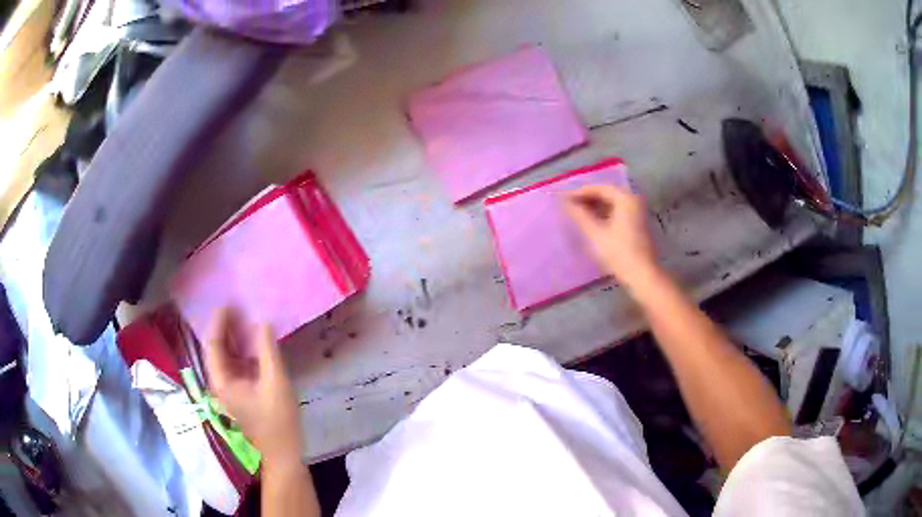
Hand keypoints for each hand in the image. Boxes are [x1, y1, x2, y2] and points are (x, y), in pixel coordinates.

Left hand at [205, 308, 302, 467]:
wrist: (282, 454)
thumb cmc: (277, 420)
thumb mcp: (275, 383)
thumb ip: (267, 351)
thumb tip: (262, 323)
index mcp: (222, 381)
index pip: (213, 345)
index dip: (219, 323)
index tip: (229, 303)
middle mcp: (220, 383)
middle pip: (217, 350)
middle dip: (225, 328)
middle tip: (239, 307)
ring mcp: (230, 390)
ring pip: (226, 358)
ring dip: (234, 339)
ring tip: (246, 319)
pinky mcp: (240, 395)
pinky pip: (236, 367)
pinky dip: (243, 352)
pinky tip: (255, 344)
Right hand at [565, 184, 660, 291]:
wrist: (642, 275)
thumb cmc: (618, 253)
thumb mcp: (595, 233)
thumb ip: (579, 215)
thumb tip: (565, 203)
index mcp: (625, 198)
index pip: (599, 188)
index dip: (580, 193)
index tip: (564, 200)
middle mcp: (633, 201)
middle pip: (607, 194)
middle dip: (587, 200)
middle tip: (569, 207)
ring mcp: (637, 213)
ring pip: (612, 204)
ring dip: (595, 208)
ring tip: (578, 216)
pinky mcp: (637, 225)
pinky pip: (617, 213)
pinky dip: (604, 215)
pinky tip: (592, 224)